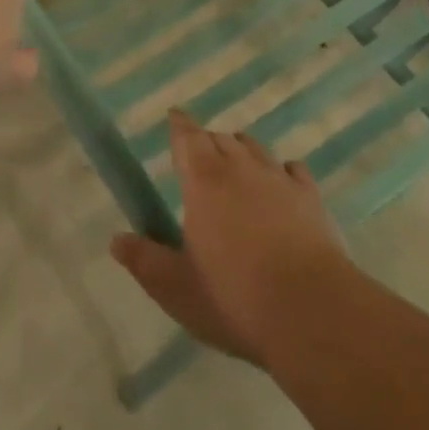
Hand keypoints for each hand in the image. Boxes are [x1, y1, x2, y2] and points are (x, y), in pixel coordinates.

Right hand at [112, 111, 348, 365]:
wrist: (313, 313)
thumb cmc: (234, 298)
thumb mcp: (176, 289)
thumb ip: (145, 260)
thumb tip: (116, 239)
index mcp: (204, 181)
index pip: (188, 137)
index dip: (179, 125)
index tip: (174, 115)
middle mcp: (241, 168)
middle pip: (220, 139)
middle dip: (207, 142)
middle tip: (198, 156)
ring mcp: (280, 180)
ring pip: (255, 149)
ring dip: (241, 150)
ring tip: (236, 164)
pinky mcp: (311, 198)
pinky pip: (293, 170)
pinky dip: (281, 170)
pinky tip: (282, 181)